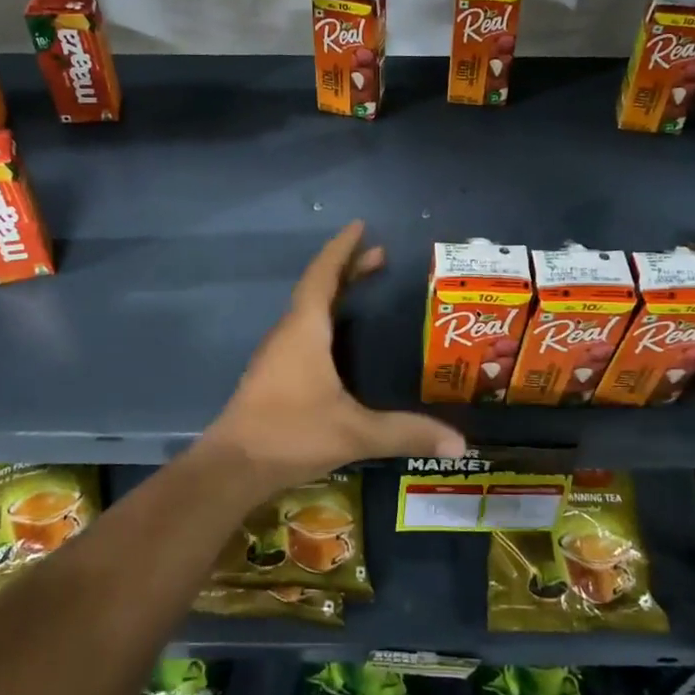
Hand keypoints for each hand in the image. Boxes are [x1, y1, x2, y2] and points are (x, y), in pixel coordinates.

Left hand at [203, 221, 464, 496]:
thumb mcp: (354, 432)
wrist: (233, 467)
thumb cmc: (291, 433)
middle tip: (381, 258)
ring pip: (308, 311)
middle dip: (348, 270)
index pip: (323, 275)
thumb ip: (406, 433)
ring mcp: (277, 355)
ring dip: (335, 295)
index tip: (360, 227)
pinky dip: (325, 321)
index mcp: (304, 330)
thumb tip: (461, 443)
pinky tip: (340, 342)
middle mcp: (288, 333)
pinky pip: (303, 332)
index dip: (342, 249)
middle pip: (318, 289)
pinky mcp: (273, 376)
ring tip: (364, 292)